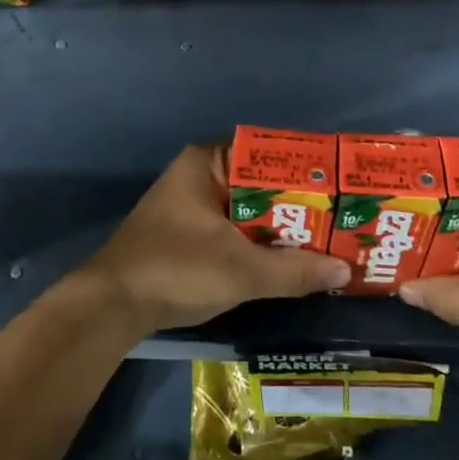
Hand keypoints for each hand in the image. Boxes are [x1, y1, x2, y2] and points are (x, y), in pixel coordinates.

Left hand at [76, 145, 349, 336]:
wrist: (111, 306)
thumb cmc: (176, 269)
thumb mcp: (242, 270)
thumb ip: (295, 270)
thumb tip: (346, 272)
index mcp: (207, 162)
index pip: (267, 153)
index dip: (305, 169)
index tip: (340, 186)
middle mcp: (199, 174)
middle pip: (260, 184)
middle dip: (298, 204)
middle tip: (343, 217)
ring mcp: (192, 205)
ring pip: (249, 209)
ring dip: (281, 226)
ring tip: (328, 239)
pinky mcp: (188, 232)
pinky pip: (235, 228)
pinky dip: (260, 242)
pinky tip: (290, 259)